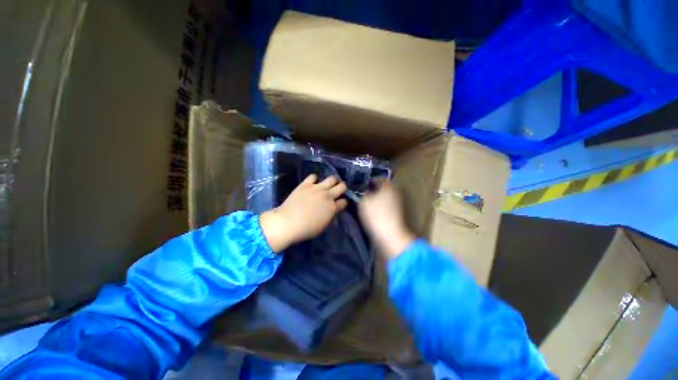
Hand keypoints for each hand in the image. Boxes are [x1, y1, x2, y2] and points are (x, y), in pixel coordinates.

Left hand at [260, 174, 347, 252]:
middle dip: (342, 188)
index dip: (343, 202)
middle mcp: (328, 195)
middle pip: (342, 186)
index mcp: (333, 208)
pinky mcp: (306, 184)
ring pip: (331, 178)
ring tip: (328, 184)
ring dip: (332, 181)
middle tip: (338, 190)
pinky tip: (313, 183)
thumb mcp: (323, 225)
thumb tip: (333, 209)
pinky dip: (315, 179)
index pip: (344, 201)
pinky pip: (313, 176)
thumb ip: (330, 215)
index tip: (341, 203)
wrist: (288, 222)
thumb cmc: (306, 229)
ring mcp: (317, 188)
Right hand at [358, 180, 415, 259]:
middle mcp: (394, 194)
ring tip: (364, 202)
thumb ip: (362, 194)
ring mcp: (396, 205)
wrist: (390, 236)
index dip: (372, 179)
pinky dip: (378, 207)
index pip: (381, 179)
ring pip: (383, 198)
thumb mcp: (364, 202)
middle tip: (362, 192)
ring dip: (375, 199)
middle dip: (373, 190)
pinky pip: (384, 206)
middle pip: (382, 189)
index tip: (363, 182)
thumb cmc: (376, 215)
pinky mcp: (394, 215)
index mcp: (388, 188)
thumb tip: (363, 191)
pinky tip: (370, 211)